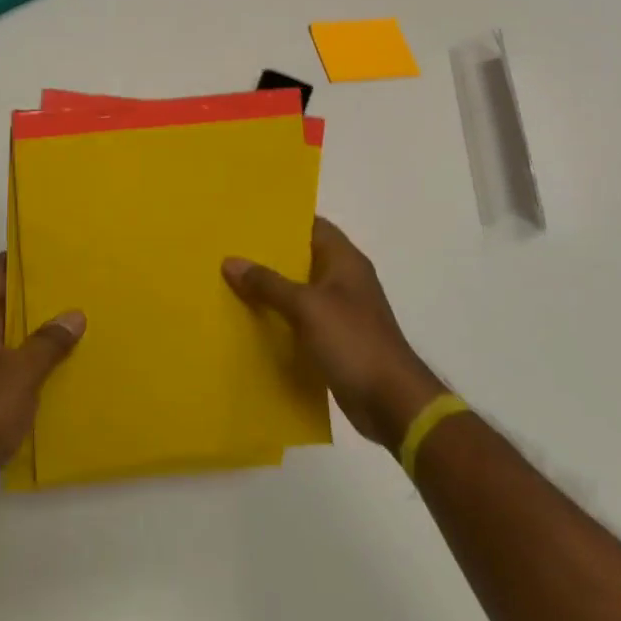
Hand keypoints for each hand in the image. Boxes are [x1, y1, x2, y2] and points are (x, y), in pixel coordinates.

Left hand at [0, 253, 85, 518]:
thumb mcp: (21, 374)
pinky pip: (7, 359)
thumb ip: (48, 342)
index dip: (23, 258)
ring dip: (37, 328)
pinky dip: (30, 356)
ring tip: (78, 322)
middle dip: (39, 294)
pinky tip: (60, 364)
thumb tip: (74, 315)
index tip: (59, 255)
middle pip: (3, 298)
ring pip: (8, 331)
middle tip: (79, 288)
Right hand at [224, 217, 445, 450]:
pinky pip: (301, 318)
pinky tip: (250, 318)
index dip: (283, 220)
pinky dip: (280, 316)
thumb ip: (268, 283)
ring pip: (299, 289)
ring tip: (230, 280)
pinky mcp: (335, 339)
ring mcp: (341, 311)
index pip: (313, 225)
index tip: (248, 218)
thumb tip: (230, 261)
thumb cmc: (353, 341)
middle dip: (269, 254)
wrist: (391, 402)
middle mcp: (344, 280)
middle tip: (230, 248)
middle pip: (303, 257)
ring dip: (271, 287)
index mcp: (345, 261)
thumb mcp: (306, 307)